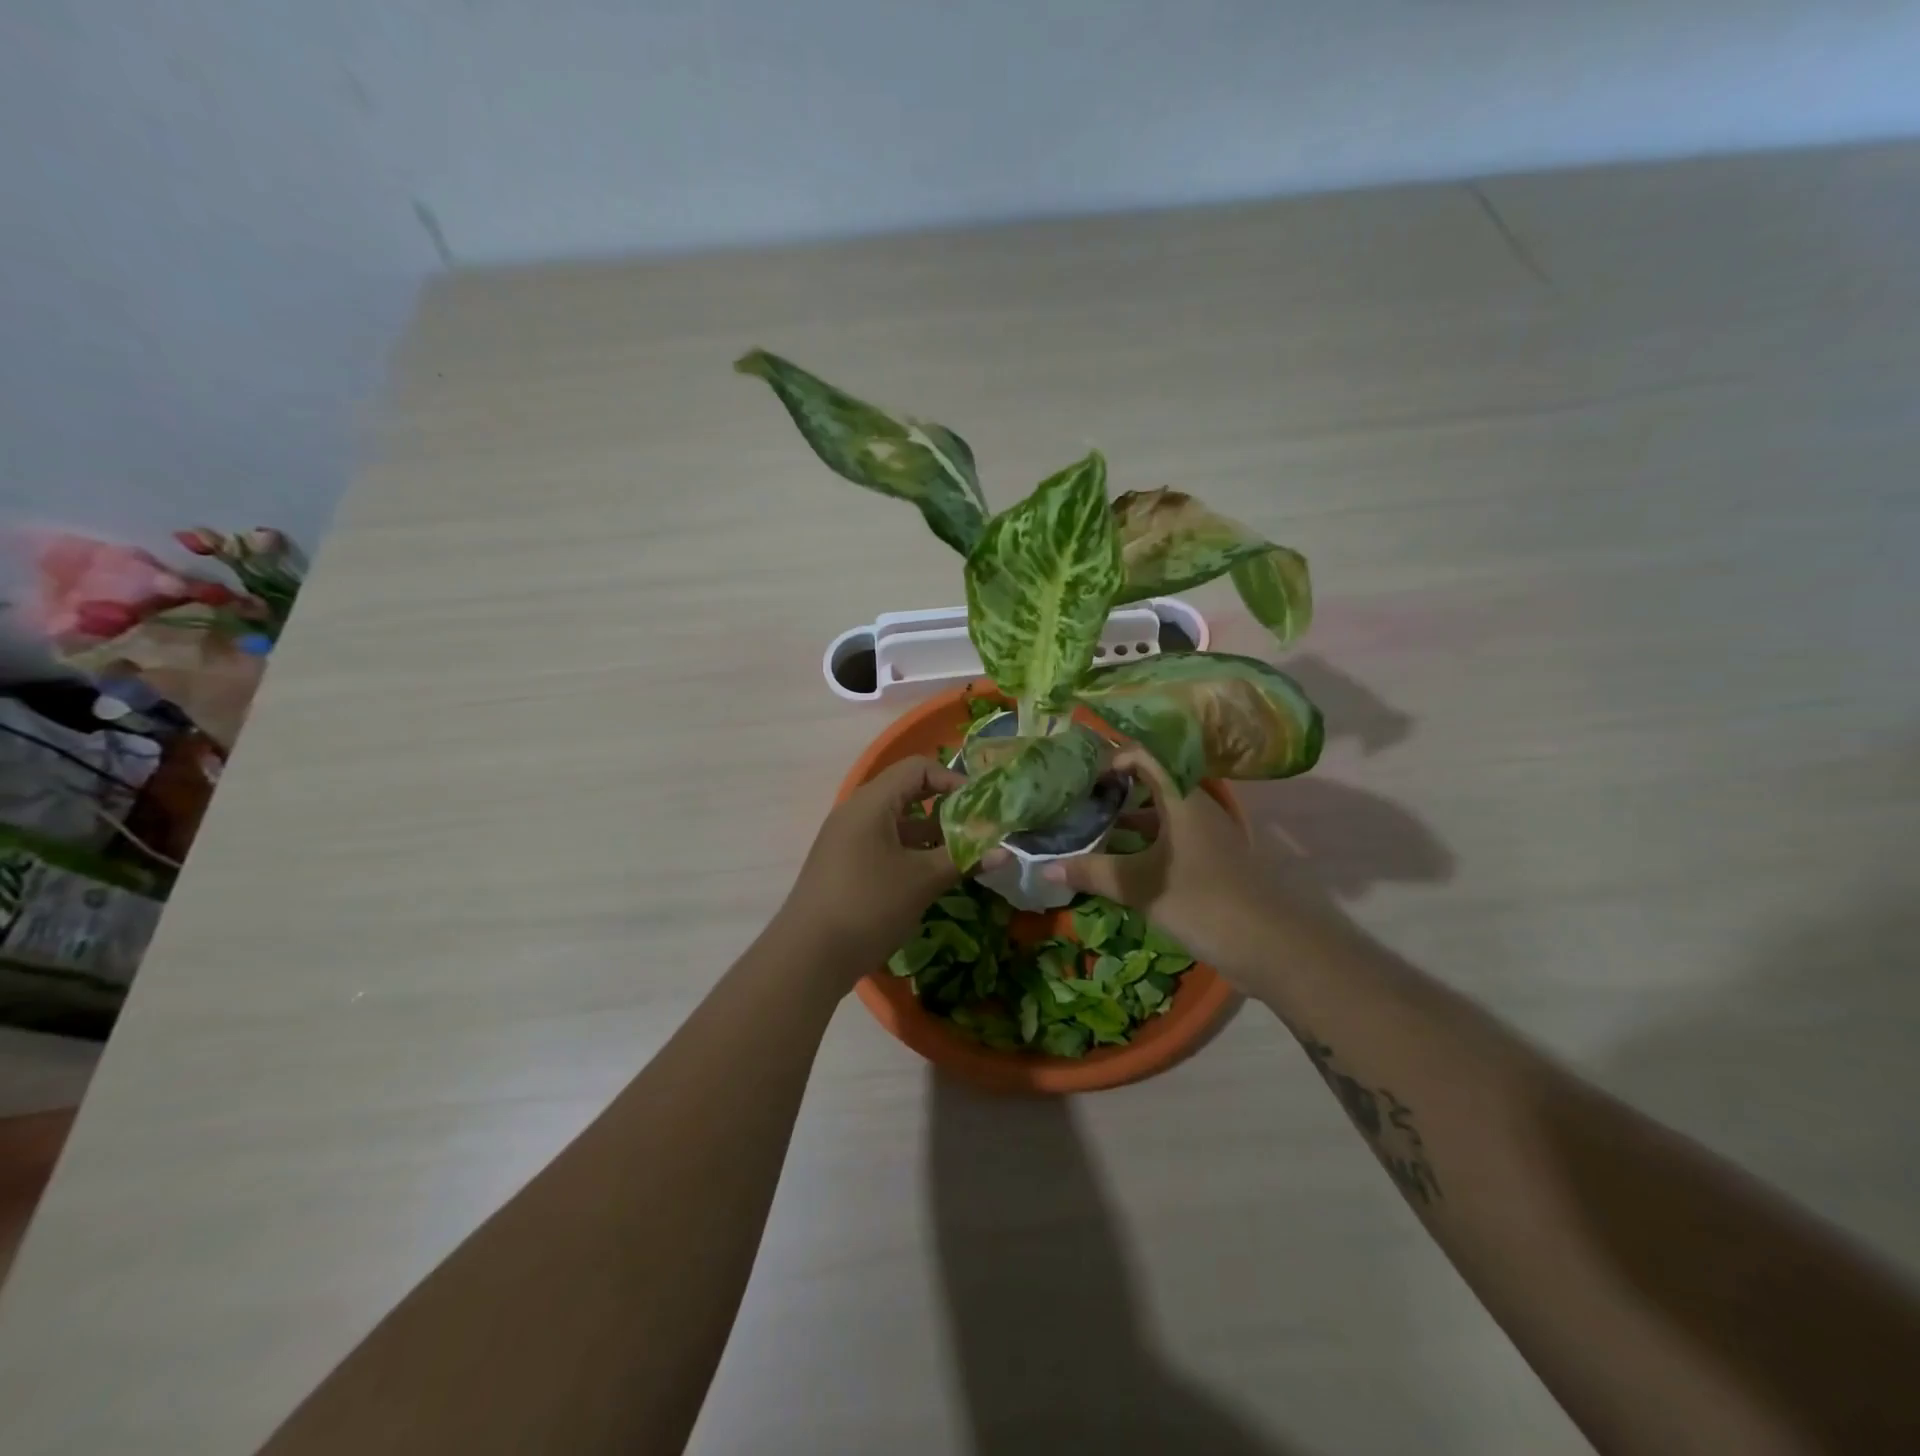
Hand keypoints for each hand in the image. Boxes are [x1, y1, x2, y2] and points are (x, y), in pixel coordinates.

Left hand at [778, 757, 968, 982]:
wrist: (807, 956)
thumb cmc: (869, 905)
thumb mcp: (922, 881)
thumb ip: (963, 860)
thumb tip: (1005, 853)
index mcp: (872, 802)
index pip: (917, 768)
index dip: (952, 780)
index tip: (979, 807)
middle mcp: (856, 812)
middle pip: (907, 793)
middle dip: (945, 809)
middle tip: (976, 829)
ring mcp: (846, 838)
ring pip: (896, 822)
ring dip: (930, 834)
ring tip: (961, 855)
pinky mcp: (844, 864)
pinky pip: (883, 843)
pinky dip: (910, 851)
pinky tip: (931, 876)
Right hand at [1041, 748, 1285, 982]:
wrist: (1271, 945)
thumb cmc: (1202, 900)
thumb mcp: (1140, 885)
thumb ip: (1093, 873)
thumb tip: (1044, 867)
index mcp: (1181, 797)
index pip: (1145, 756)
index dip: (1111, 759)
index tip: (1080, 777)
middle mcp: (1195, 807)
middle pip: (1149, 784)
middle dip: (1112, 791)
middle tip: (1076, 802)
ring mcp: (1205, 835)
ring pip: (1158, 815)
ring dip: (1125, 820)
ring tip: (1087, 830)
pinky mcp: (1209, 861)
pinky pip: (1168, 839)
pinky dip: (1142, 844)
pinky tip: (1117, 863)